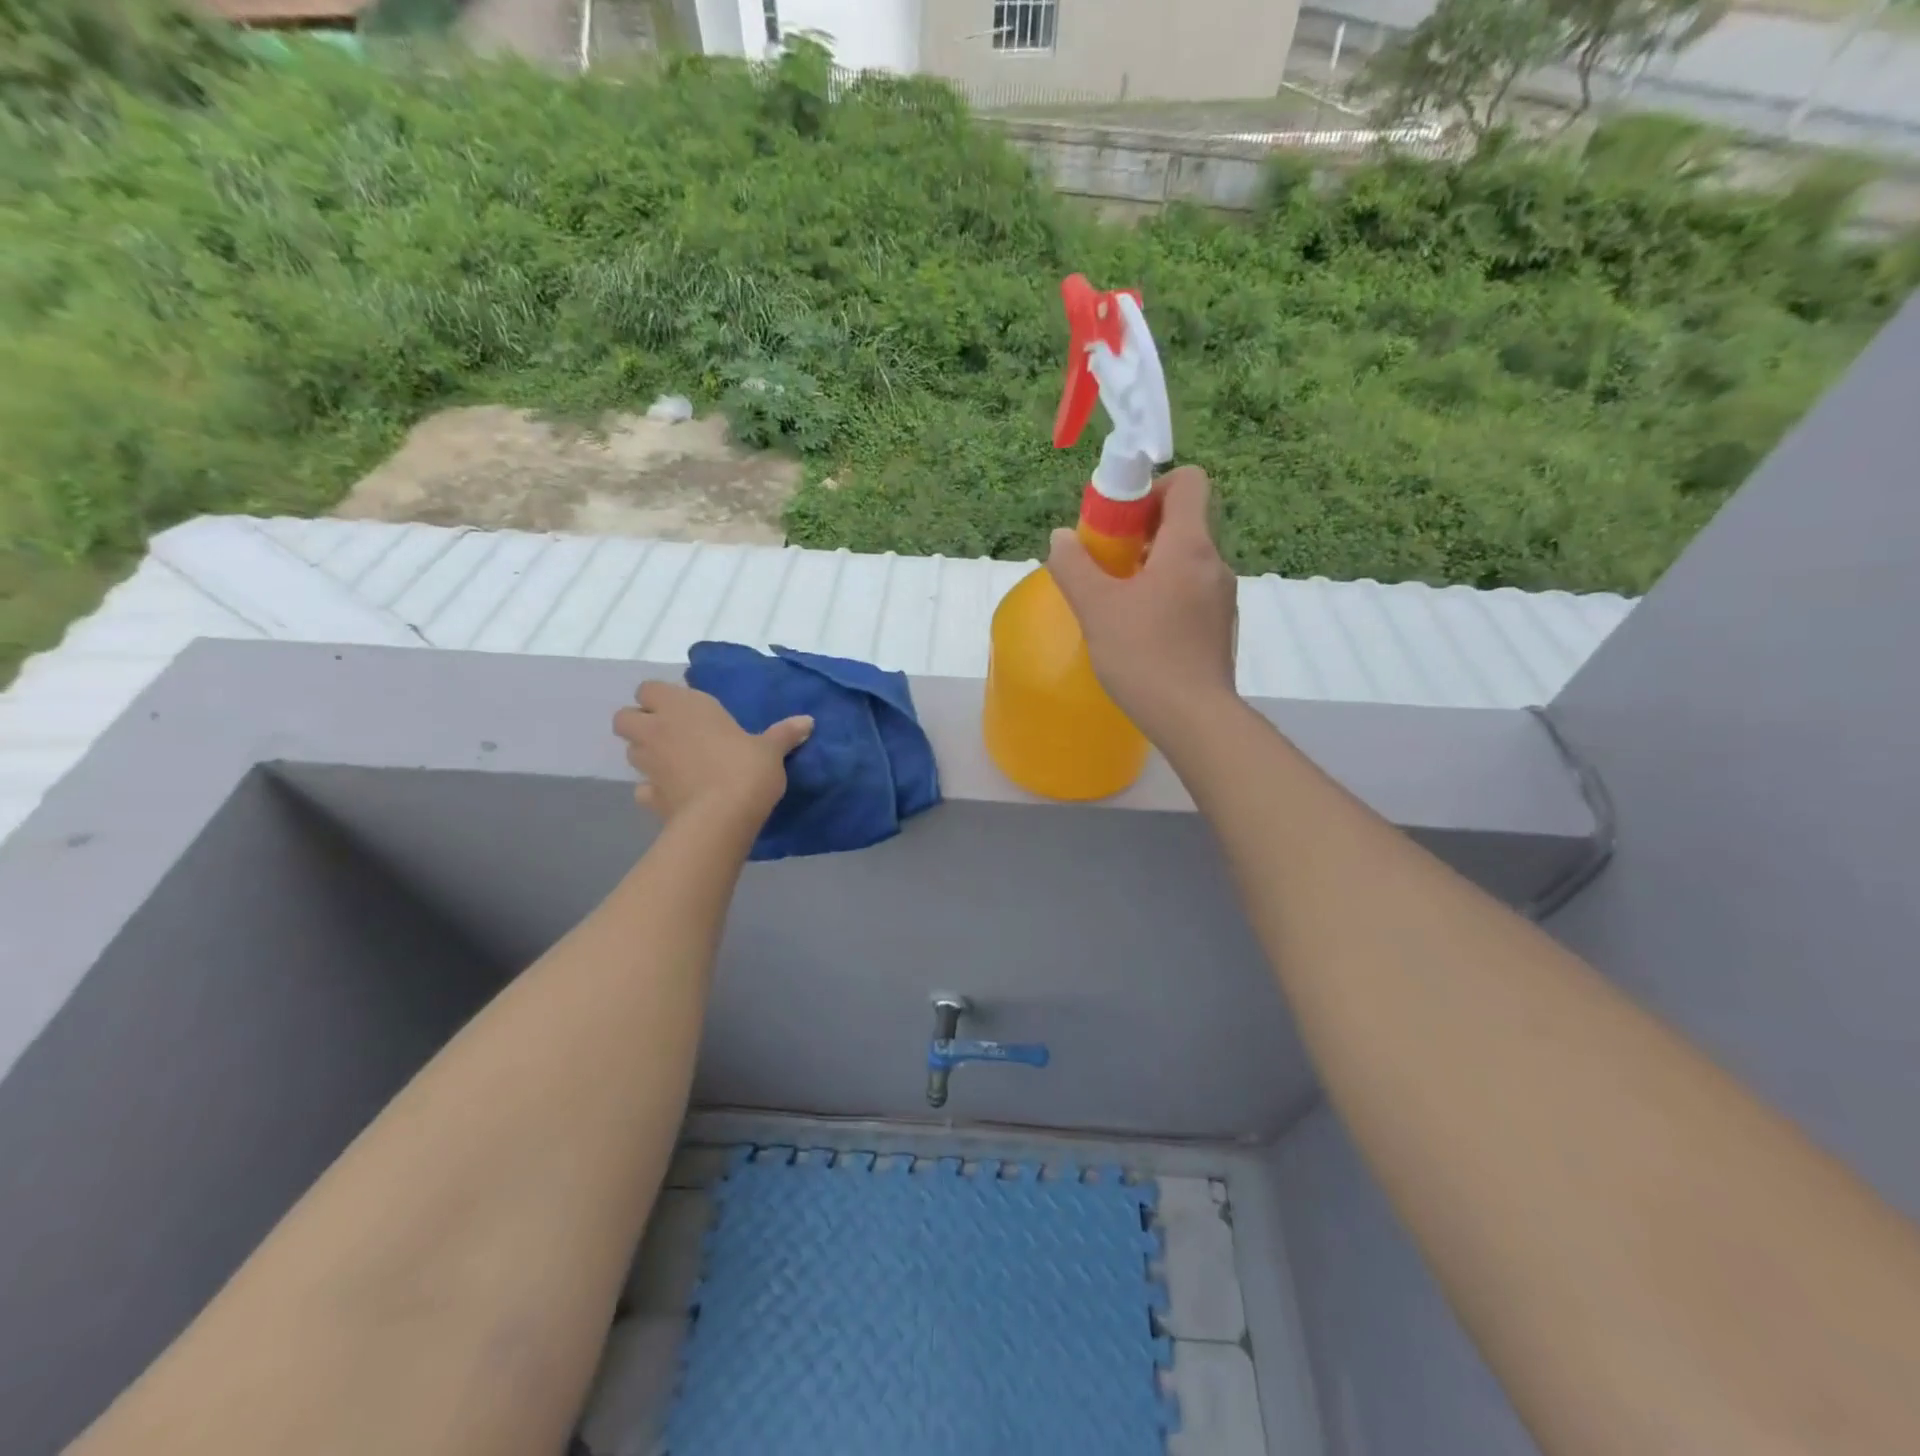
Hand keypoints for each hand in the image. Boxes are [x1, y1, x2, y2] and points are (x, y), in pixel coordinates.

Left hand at [613, 681, 811, 827]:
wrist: (722, 817)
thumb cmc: (745, 768)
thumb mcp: (771, 749)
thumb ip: (784, 733)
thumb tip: (808, 721)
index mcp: (683, 707)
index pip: (649, 689)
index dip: (660, 697)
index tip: (685, 709)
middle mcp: (657, 730)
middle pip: (624, 718)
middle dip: (640, 723)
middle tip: (670, 733)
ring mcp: (648, 765)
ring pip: (630, 752)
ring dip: (647, 754)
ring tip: (675, 762)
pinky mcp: (649, 797)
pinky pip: (643, 789)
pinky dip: (653, 790)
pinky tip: (675, 794)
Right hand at [1046, 466, 1239, 742]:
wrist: (1193, 718)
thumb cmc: (1144, 655)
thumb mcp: (1096, 608)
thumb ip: (1074, 566)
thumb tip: (1061, 538)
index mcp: (1189, 546)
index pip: (1188, 482)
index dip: (1152, 487)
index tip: (1120, 519)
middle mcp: (1214, 564)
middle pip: (1183, 522)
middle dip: (1141, 533)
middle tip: (1106, 564)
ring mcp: (1222, 598)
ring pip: (1185, 562)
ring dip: (1151, 568)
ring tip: (1117, 602)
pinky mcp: (1220, 628)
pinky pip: (1191, 593)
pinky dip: (1165, 597)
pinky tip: (1139, 632)